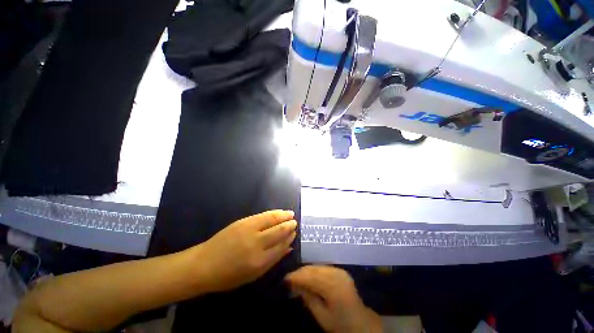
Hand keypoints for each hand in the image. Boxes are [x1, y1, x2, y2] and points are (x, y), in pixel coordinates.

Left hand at [194, 210, 296, 292]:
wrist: (204, 264)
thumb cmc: (229, 275)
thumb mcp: (253, 275)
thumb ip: (273, 260)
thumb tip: (288, 248)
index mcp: (259, 261)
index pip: (281, 246)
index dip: (289, 238)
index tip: (294, 233)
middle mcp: (256, 243)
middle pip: (279, 231)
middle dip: (289, 226)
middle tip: (295, 223)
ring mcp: (249, 230)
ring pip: (272, 220)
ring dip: (283, 216)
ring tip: (290, 214)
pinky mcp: (243, 221)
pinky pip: (262, 215)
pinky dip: (273, 213)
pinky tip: (278, 212)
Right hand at [286, 266, 382, 332]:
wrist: (360, 321)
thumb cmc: (340, 323)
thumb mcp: (322, 316)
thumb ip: (308, 298)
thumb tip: (294, 285)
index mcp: (333, 287)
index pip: (310, 277)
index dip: (296, 276)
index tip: (285, 279)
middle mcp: (336, 274)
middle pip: (313, 269)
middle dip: (300, 272)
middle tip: (289, 278)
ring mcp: (339, 270)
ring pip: (317, 266)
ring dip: (306, 271)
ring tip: (296, 277)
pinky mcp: (340, 270)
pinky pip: (323, 267)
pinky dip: (314, 271)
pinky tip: (308, 276)